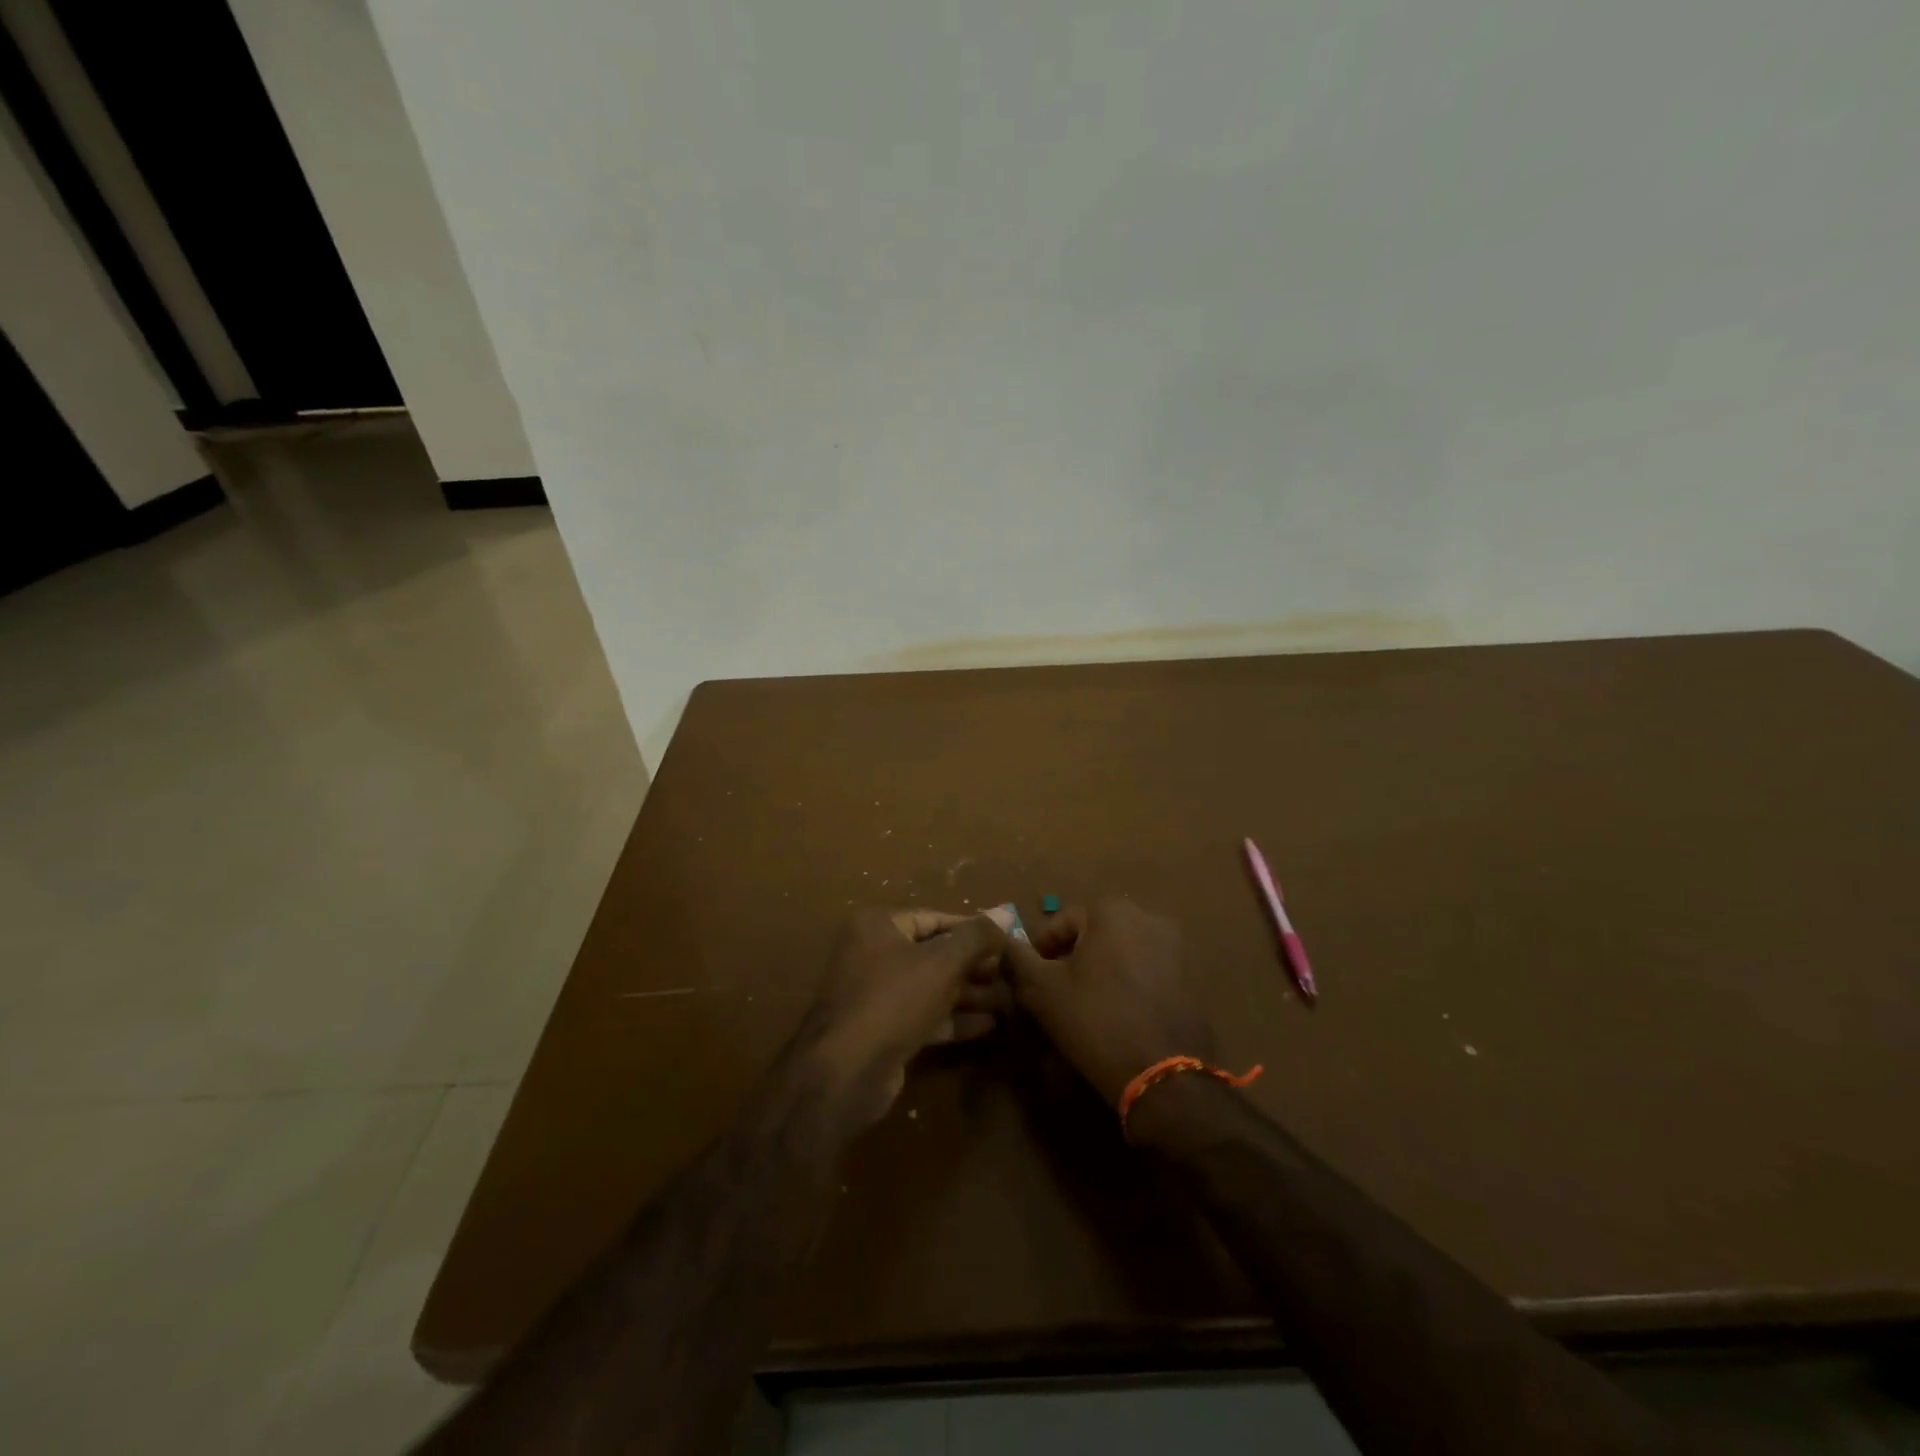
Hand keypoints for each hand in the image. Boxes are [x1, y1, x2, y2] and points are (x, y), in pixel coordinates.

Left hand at [807, 907, 1012, 1125]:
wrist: (846, 1072)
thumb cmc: (894, 999)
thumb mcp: (943, 962)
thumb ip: (977, 937)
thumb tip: (1007, 913)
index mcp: (878, 926)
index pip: (934, 918)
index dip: (972, 929)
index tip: (1006, 939)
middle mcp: (873, 954)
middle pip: (933, 953)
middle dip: (973, 965)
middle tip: (1011, 973)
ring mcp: (876, 995)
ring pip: (931, 987)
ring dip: (968, 994)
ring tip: (1009, 1001)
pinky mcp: (883, 1031)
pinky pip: (924, 1016)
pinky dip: (954, 1019)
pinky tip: (989, 1026)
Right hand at [1004, 898, 1217, 1106]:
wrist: (1164, 1075)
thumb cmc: (1095, 1021)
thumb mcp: (1041, 990)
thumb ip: (1017, 958)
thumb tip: (1005, 943)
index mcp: (1111, 912)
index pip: (1061, 922)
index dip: (1040, 950)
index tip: (1030, 980)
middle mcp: (1149, 917)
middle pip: (1095, 934)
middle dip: (1073, 958)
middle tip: (1057, 993)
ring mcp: (1177, 947)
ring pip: (1123, 952)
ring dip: (1102, 971)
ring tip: (1088, 1005)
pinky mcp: (1194, 977)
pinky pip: (1149, 971)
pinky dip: (1130, 984)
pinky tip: (1120, 1014)